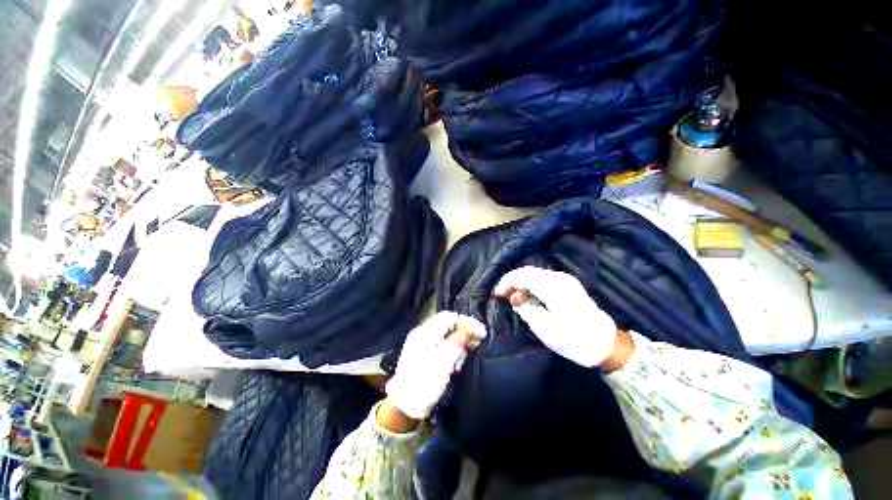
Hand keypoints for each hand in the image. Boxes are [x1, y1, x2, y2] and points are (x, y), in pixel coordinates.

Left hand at [385, 311, 486, 419]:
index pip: (450, 317)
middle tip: (476, 343)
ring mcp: (420, 342)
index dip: (467, 322)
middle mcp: (421, 333)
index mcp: (425, 332)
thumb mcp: (445, 363)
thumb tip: (470, 329)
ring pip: (445, 333)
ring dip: (458, 342)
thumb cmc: (425, 385)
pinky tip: (454, 362)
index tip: (481, 333)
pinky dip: (450, 349)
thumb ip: (458, 342)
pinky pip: (440, 343)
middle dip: (463, 332)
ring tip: (463, 358)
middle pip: (447, 323)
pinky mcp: (421, 352)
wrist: (405, 407)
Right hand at [494, 266, 628, 369]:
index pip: (523, 276)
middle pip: (528, 271)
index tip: (497, 293)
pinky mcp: (568, 285)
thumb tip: (515, 298)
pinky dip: (531, 284)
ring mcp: (565, 280)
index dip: (507, 282)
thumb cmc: (574, 340)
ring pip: (535, 273)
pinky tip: (527, 295)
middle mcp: (559, 278)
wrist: (606, 344)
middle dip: (512, 280)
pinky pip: (543, 278)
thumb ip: (526, 309)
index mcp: (553, 288)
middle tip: (503, 294)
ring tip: (513, 296)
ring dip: (521, 282)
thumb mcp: (544, 328)